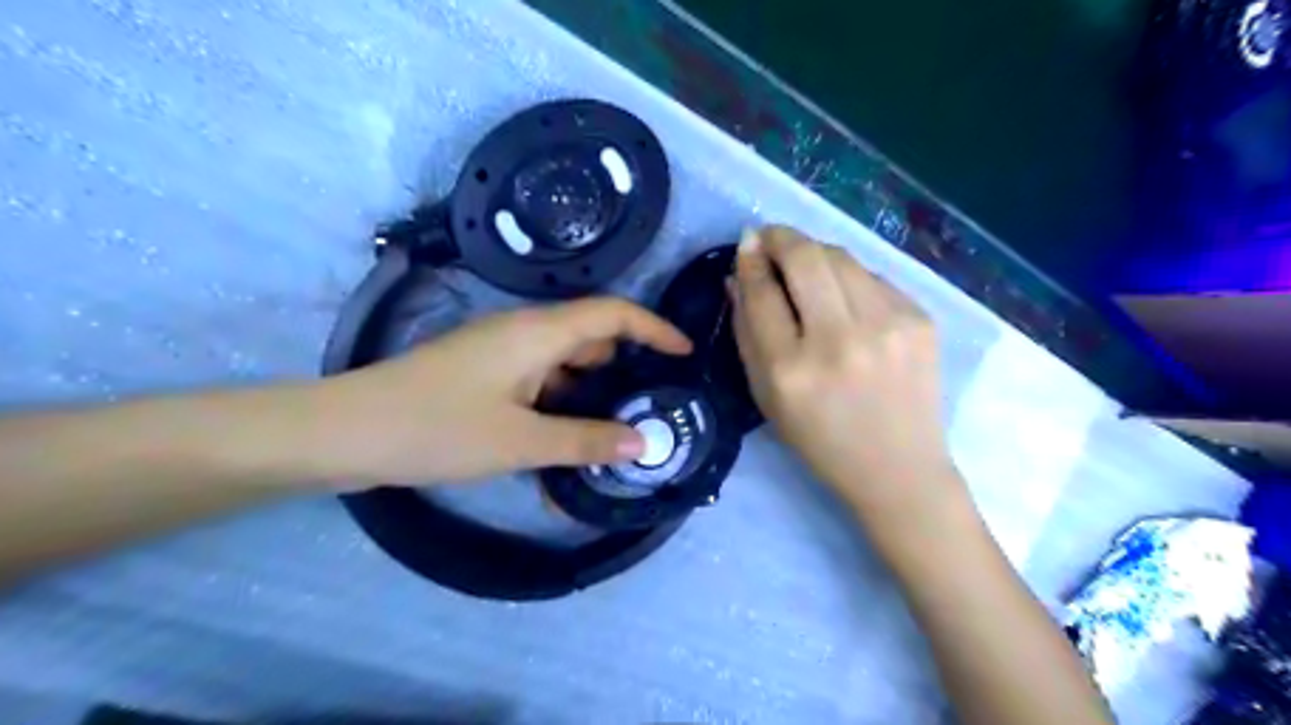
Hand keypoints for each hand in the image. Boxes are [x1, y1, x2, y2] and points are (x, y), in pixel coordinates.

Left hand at [312, 298, 690, 489]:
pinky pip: (537, 386)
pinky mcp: (484, 376)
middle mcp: (524, 333)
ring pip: (564, 367)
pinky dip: (557, 411)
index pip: (613, 314)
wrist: (345, 433)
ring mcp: (501, 355)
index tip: (684, 354)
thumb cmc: (437, 428)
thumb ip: (585, 441)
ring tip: (616, 436)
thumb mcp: (520, 441)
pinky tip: (565, 450)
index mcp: (538, 333)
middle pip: (591, 339)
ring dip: (590, 397)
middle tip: (654, 407)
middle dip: (626, 369)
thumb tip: (643, 443)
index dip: (654, 329)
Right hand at [725, 225, 956, 519]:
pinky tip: (845, 297)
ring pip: (842, 257)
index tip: (747, 243)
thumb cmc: (819, 439)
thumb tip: (739, 275)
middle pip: (805, 258)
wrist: (898, 468)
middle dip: (781, 236)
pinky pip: (873, 277)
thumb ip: (746, 332)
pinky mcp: (920, 320)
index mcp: (791, 369)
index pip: (763, 291)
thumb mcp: (766, 396)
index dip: (750, 259)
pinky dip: (849, 277)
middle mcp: (839, 341)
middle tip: (770, 237)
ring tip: (805, 264)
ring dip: (815, 252)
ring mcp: (886, 327)